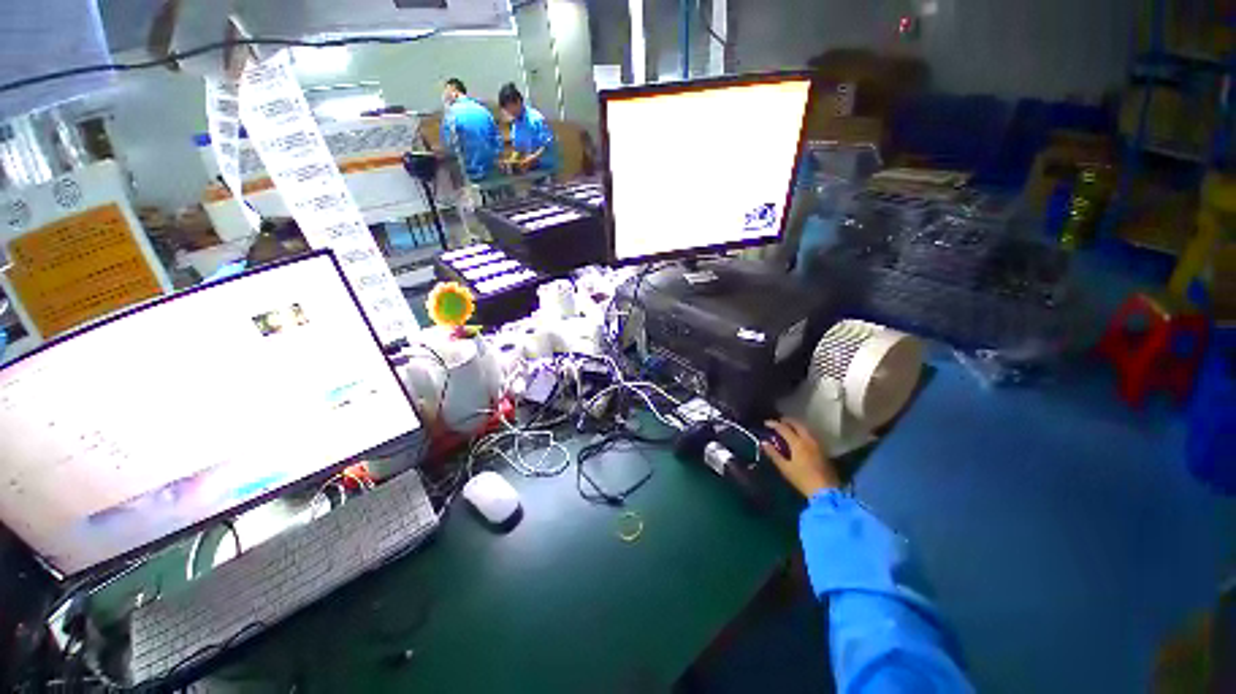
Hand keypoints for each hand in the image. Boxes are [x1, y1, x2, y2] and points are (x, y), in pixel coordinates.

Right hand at [761, 418, 838, 497]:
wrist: (826, 491)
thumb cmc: (803, 480)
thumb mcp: (785, 468)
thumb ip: (773, 454)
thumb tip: (763, 442)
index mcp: (797, 443)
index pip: (783, 428)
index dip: (774, 424)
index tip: (766, 423)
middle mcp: (808, 439)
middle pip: (797, 424)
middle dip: (787, 421)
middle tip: (778, 422)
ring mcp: (817, 444)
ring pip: (805, 428)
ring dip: (795, 425)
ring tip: (787, 427)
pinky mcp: (822, 449)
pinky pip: (810, 434)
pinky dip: (802, 431)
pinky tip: (799, 436)